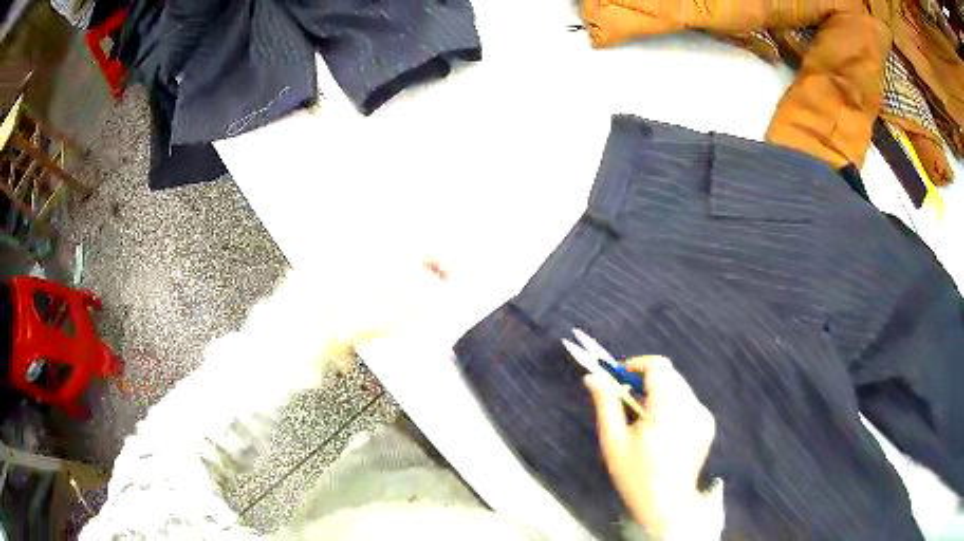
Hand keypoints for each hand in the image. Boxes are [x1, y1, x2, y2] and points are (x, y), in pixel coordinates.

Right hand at [585, 355, 723, 537]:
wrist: (667, 505)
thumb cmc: (636, 476)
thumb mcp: (614, 441)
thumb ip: (606, 404)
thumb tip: (593, 377)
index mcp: (667, 408)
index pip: (658, 366)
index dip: (638, 365)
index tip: (621, 377)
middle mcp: (690, 405)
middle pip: (669, 376)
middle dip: (647, 381)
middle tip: (627, 402)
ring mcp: (702, 414)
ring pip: (679, 388)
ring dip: (660, 394)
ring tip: (644, 422)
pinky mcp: (708, 424)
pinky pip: (688, 403)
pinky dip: (673, 407)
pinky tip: (662, 433)